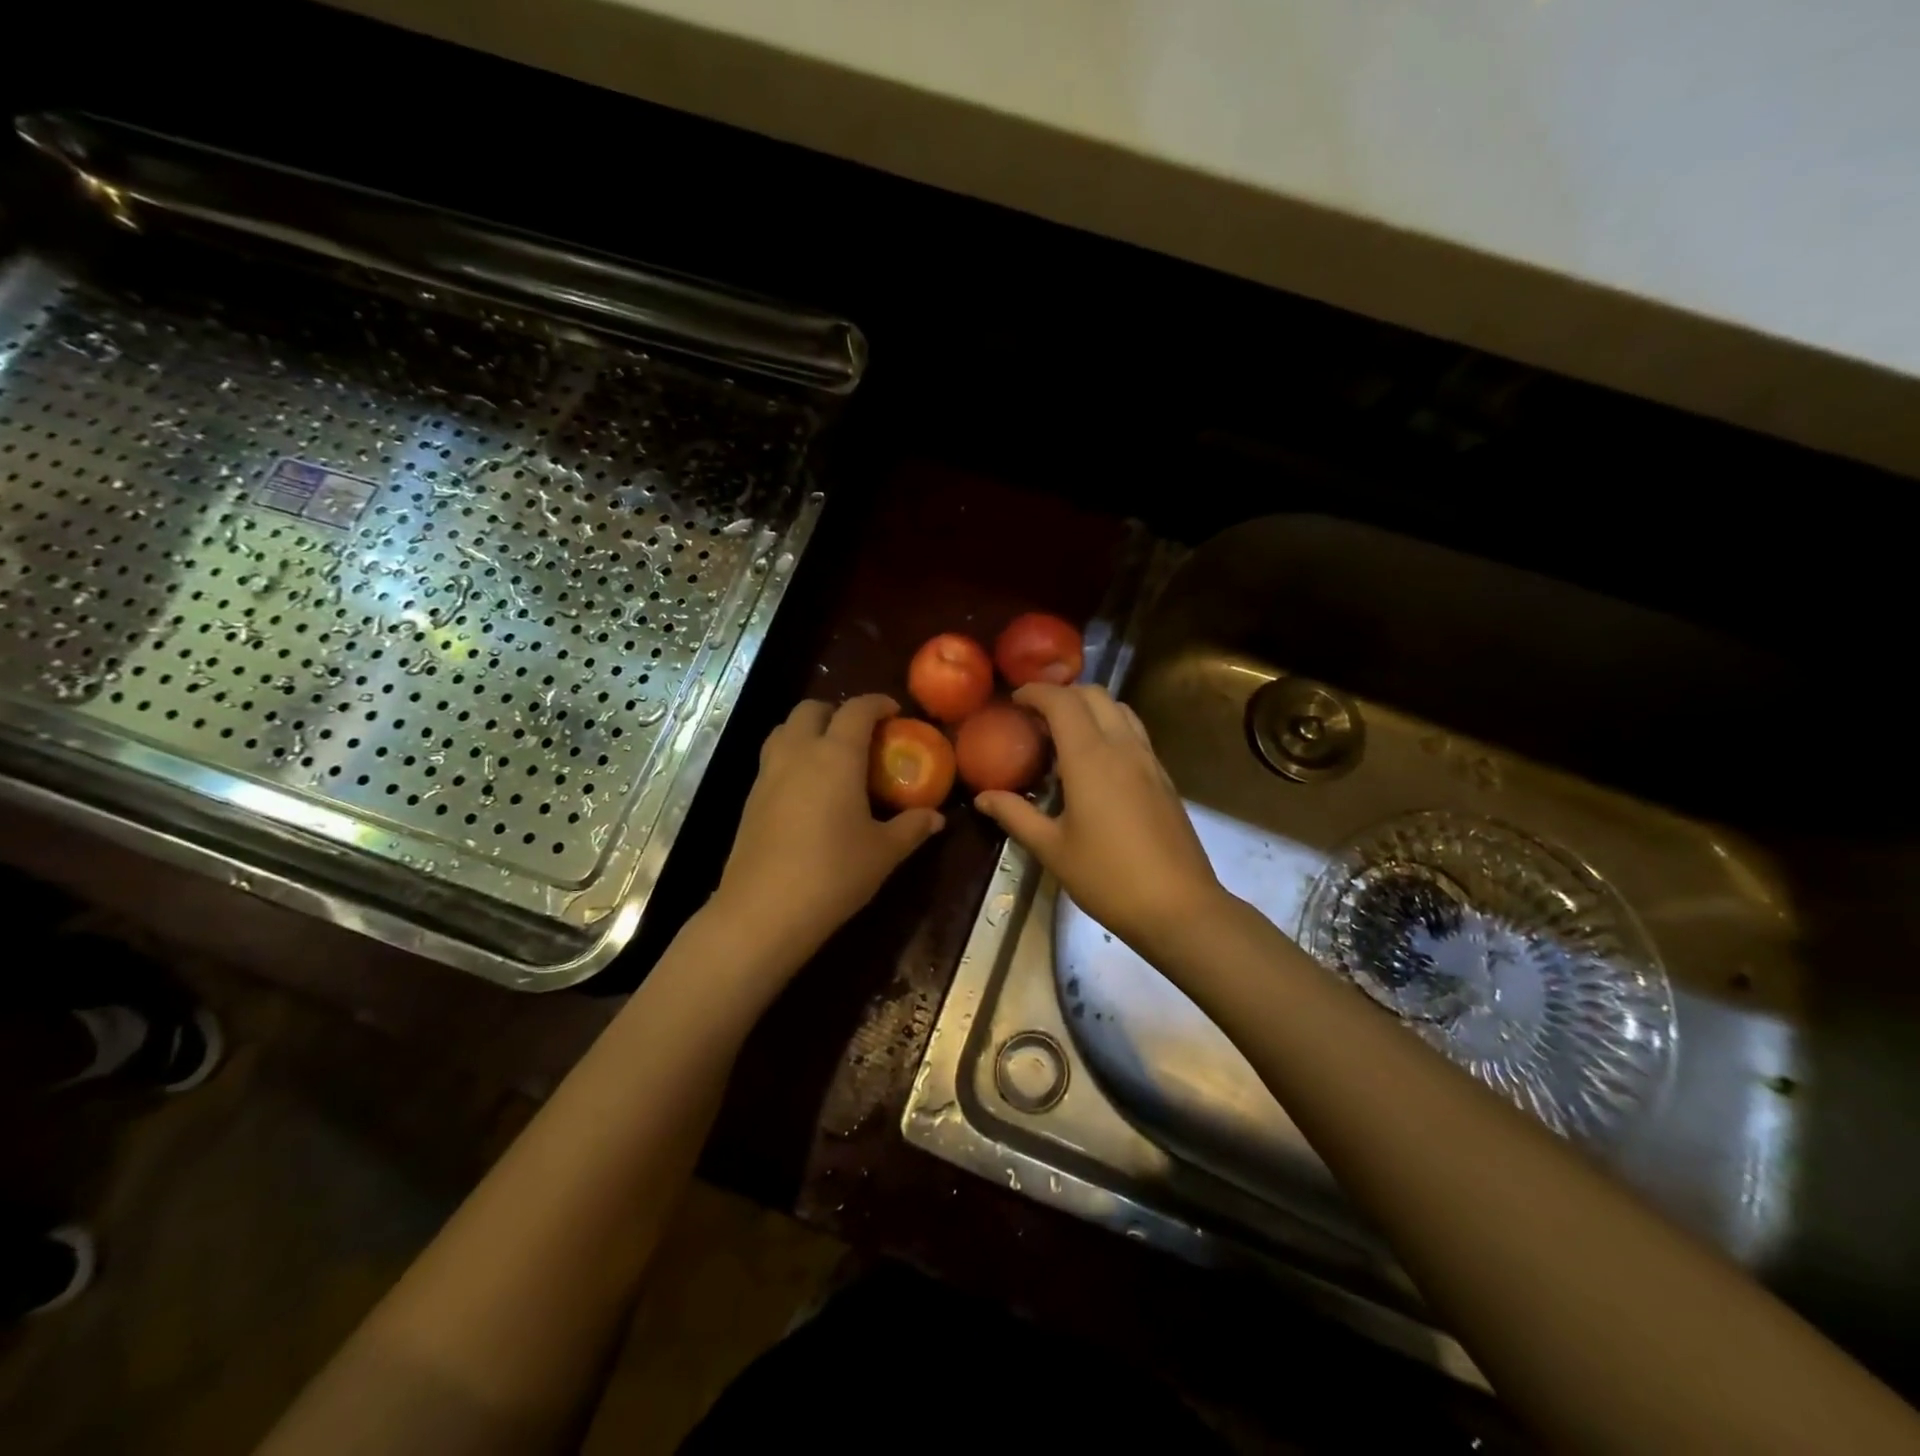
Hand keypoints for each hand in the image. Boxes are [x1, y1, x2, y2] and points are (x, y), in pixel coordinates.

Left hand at [713, 695, 945, 971]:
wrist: (763, 912)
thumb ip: (912, 827)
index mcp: (835, 755)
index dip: (877, 703)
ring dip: (809, 730)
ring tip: (832, 756)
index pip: (857, 709)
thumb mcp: (883, 852)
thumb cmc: (833, 874)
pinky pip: (772, 759)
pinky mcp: (750, 798)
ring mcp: (768, 774)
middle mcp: (798, 753)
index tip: (895, 713)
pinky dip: (792, 756)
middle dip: (837, 711)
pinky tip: (808, 791)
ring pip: (784, 729)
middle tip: (861, 734)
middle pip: (811, 709)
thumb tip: (937, 817)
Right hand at [974, 684, 1228, 956]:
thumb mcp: (1052, 849)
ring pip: (1120, 709)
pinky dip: (1110, 727)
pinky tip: (1096, 762)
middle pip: (1094, 694)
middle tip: (1035, 715)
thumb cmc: (1107, 877)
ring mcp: (1149, 760)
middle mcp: (1122, 746)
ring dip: (1090, 707)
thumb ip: (1015, 815)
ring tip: (1065, 733)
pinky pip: (1134, 733)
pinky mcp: (1163, 777)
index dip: (1035, 692)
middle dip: (1062, 694)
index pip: (1062, 701)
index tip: (1014, 701)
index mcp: (1090, 757)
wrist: (1179, 906)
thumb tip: (983, 797)